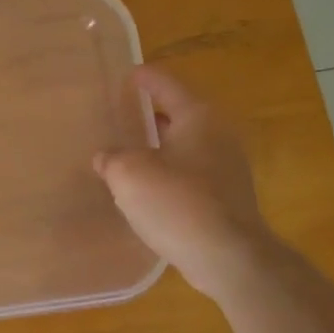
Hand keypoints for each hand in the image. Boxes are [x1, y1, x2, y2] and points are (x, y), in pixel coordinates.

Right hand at [94, 67, 273, 301]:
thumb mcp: (129, 175)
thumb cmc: (177, 203)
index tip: (127, 74)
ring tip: (129, 153)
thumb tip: (105, 157)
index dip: (144, 78)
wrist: (228, 257)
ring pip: (185, 147)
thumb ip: (112, 159)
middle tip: (122, 115)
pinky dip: (169, 173)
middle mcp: (218, 135)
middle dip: (151, 115)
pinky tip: (148, 189)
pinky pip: (191, 174)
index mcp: (197, 117)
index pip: (166, 85)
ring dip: (159, 148)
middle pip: (179, 115)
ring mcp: (227, 168)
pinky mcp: (227, 198)